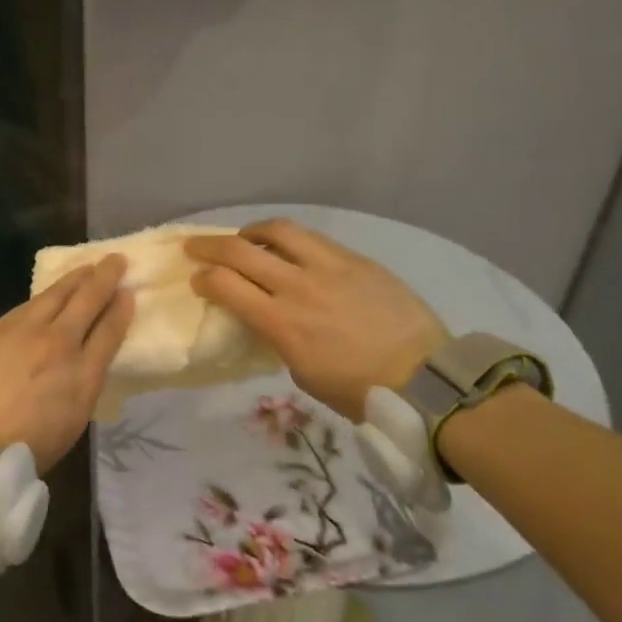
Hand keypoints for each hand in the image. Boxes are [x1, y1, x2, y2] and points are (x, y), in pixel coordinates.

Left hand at [0, 256, 132, 473]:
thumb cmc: (23, 451)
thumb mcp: (71, 423)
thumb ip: (81, 386)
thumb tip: (82, 363)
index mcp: (83, 374)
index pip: (110, 331)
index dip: (121, 308)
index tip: (128, 293)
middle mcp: (57, 343)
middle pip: (86, 300)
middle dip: (104, 277)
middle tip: (115, 260)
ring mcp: (21, 331)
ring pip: (53, 295)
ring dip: (72, 280)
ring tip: (83, 269)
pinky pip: (20, 310)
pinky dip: (37, 302)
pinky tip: (40, 300)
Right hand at [185, 220, 447, 419]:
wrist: (426, 379)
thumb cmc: (358, 390)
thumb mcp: (302, 372)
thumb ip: (278, 338)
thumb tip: (268, 316)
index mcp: (281, 322)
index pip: (224, 285)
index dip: (203, 278)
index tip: (197, 280)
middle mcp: (298, 286)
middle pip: (240, 250)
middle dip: (208, 246)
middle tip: (195, 247)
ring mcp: (329, 267)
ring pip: (278, 230)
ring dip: (250, 232)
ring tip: (244, 238)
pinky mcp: (356, 260)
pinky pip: (313, 238)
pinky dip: (289, 239)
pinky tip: (287, 247)